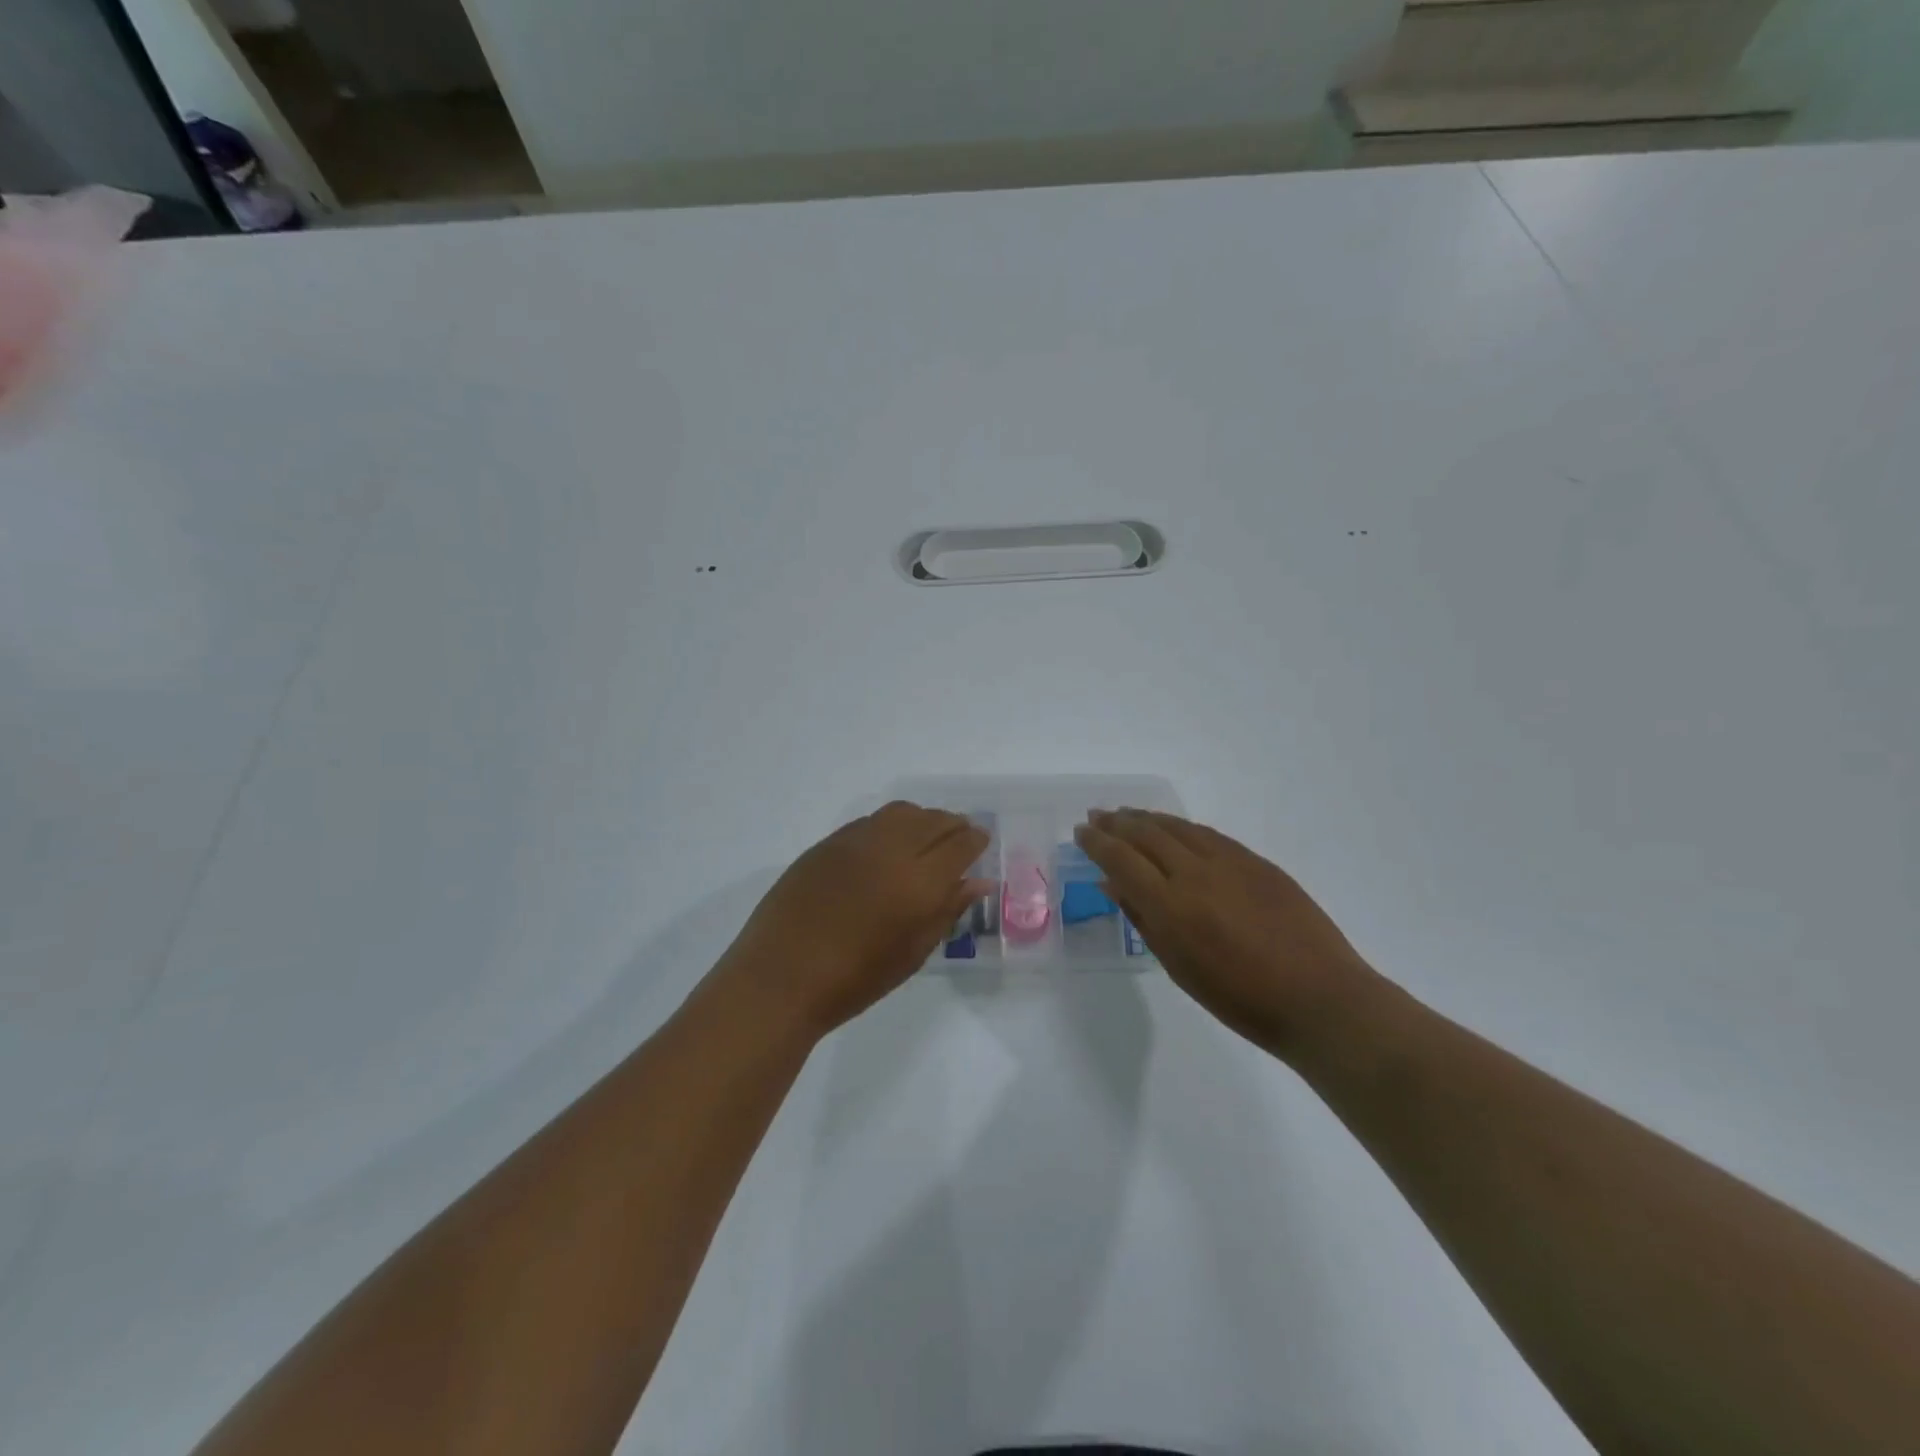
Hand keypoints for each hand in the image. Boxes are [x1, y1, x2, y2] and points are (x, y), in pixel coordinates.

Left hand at [717, 802, 989, 1038]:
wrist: (781, 978)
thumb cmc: (854, 980)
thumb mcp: (912, 953)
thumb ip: (947, 911)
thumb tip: (978, 883)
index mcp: (918, 882)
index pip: (960, 845)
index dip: (975, 841)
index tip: (981, 844)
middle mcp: (890, 850)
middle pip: (933, 821)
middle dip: (953, 825)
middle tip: (960, 839)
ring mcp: (855, 841)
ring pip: (901, 813)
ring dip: (922, 820)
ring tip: (925, 839)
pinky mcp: (827, 843)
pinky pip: (870, 821)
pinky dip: (890, 826)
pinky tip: (887, 846)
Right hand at [1074, 809, 1378, 1055]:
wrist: (1318, 999)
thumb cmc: (1241, 1000)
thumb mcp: (1179, 968)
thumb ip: (1143, 919)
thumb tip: (1112, 884)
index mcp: (1171, 906)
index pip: (1121, 860)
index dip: (1097, 842)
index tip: (1081, 831)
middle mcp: (1195, 874)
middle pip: (1146, 835)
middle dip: (1116, 823)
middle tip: (1097, 815)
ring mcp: (1230, 863)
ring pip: (1178, 828)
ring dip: (1147, 818)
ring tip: (1127, 814)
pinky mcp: (1257, 862)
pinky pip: (1209, 835)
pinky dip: (1182, 828)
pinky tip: (1174, 829)